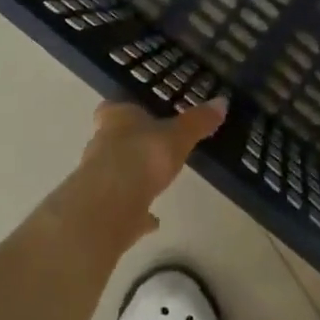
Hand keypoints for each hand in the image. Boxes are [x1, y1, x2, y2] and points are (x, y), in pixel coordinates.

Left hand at [69, 97, 228, 245]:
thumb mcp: (178, 136)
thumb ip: (197, 121)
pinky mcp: (102, 209)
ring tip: (156, 182)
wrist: (110, 205)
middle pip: (113, 140)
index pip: (113, 108)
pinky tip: (153, 219)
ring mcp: (98, 178)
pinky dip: (136, 210)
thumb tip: (222, 101)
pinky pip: (123, 206)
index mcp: (115, 119)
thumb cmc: (143, 156)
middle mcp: (101, 144)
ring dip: (132, 176)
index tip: (141, 116)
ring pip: (116, 172)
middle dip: (131, 144)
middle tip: (155, 149)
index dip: (126, 111)